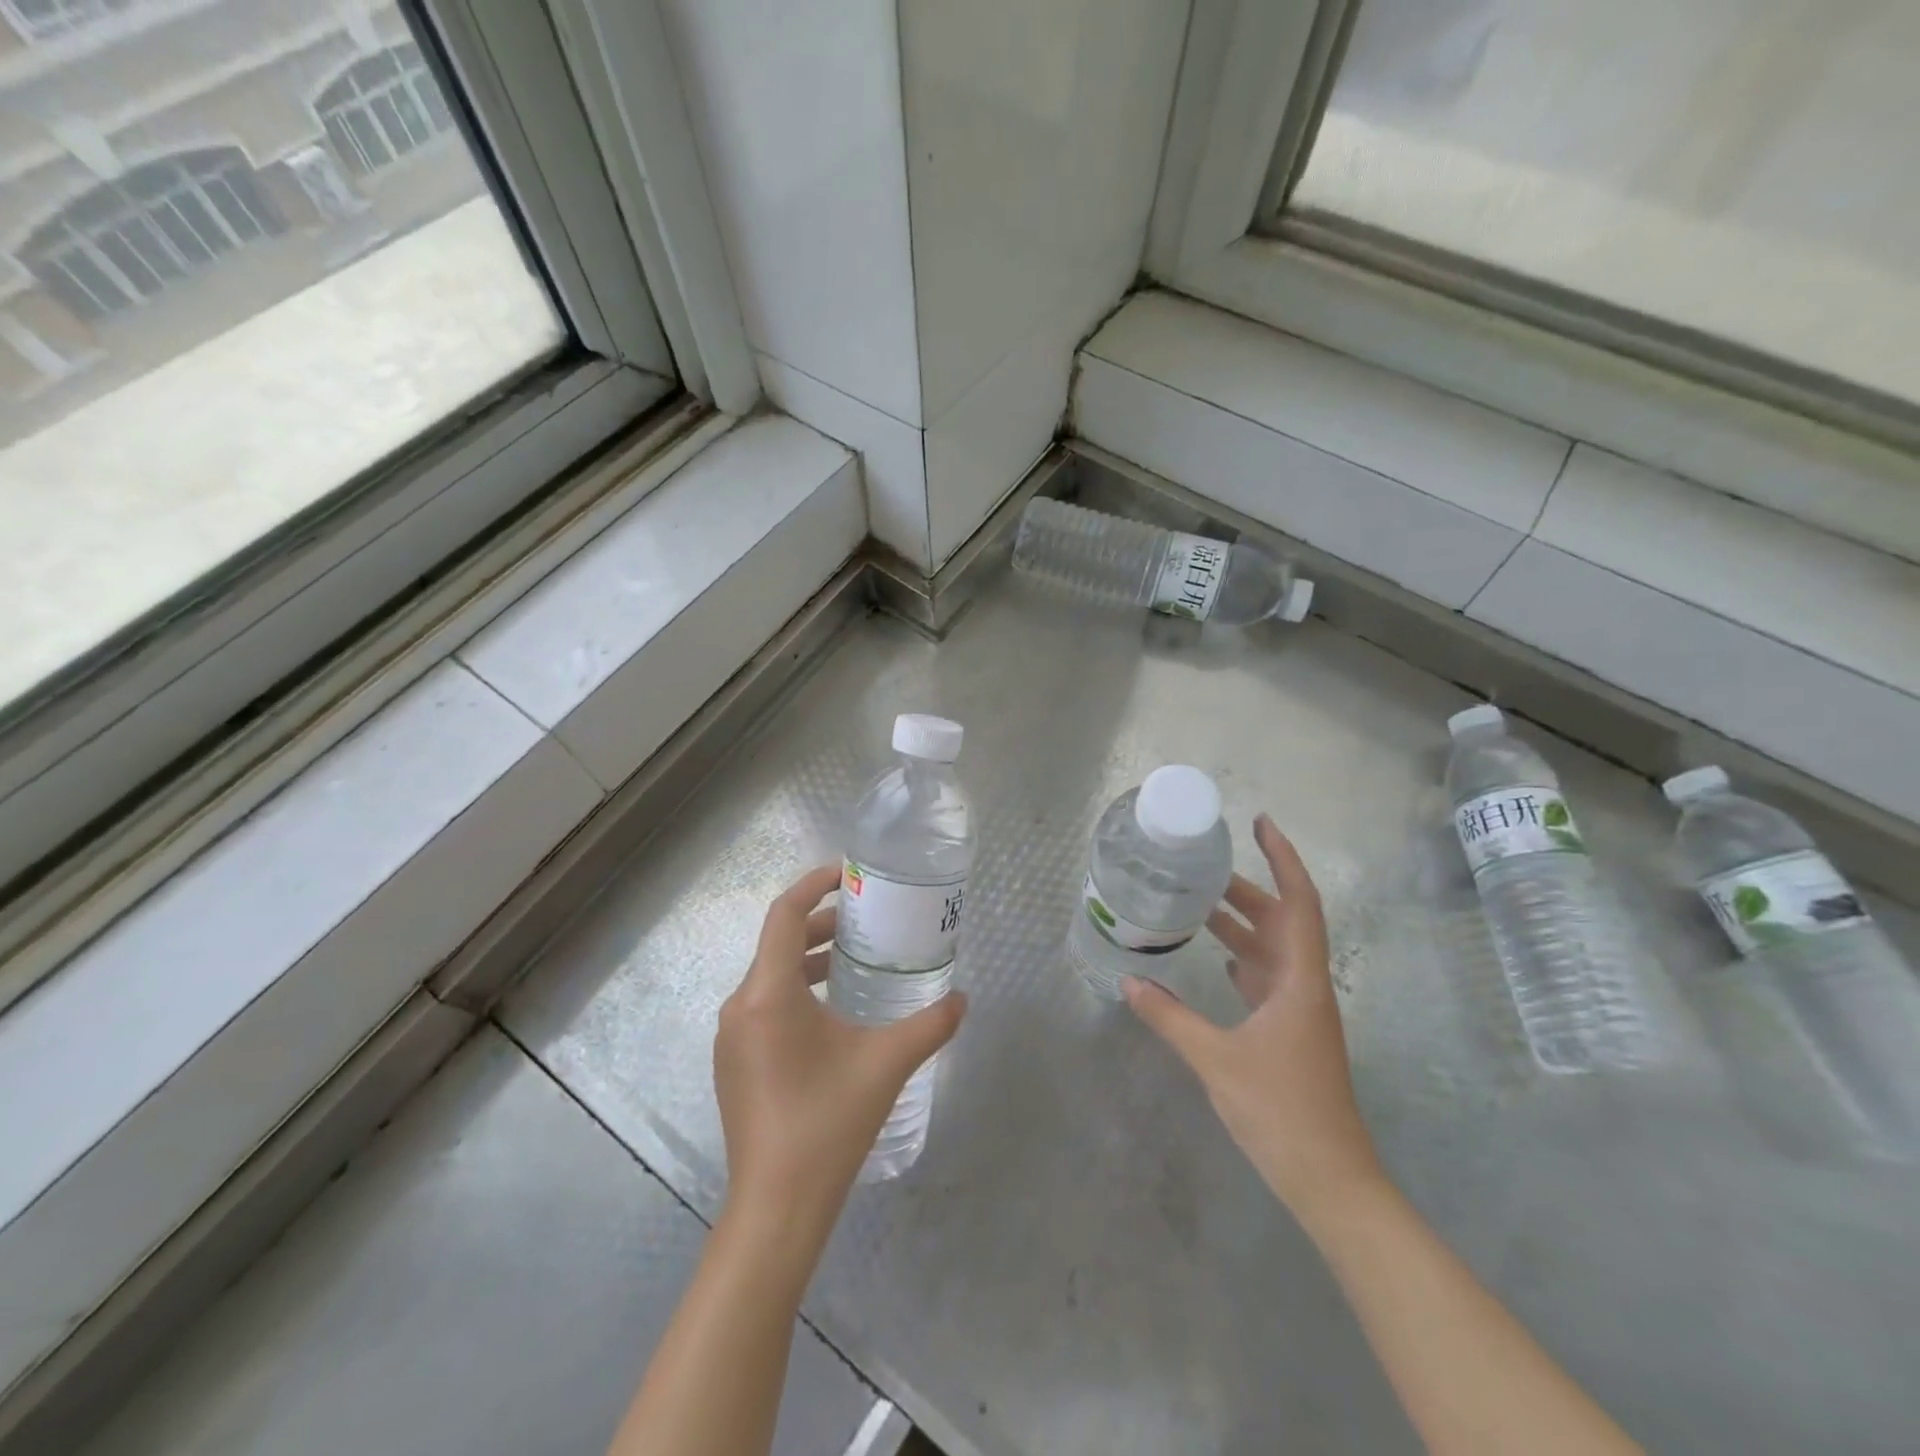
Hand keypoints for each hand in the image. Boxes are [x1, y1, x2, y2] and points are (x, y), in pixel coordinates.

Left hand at [715, 865, 967, 1238]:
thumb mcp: (887, 1064)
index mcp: (768, 994)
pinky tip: (831, 1012)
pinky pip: (763, 1005)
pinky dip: (795, 989)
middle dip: (820, 924)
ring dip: (808, 958)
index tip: (848, 875)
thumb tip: (962, 999)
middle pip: (777, 942)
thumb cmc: (828, 1123)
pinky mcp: (735, 1063)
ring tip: (852, 960)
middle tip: (864, 921)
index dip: (813, 885)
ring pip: (769, 975)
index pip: (783, 914)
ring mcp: (732, 1037)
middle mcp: (740, 1006)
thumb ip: (930, 1025)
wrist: (776, 1208)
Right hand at [1124, 815, 1381, 1219]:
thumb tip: (1127, 983)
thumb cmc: (1281, 1112)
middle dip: (1248, 888)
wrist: (1330, 1179)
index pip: (1299, 903)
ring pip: (1274, 949)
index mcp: (1300, 981)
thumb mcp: (1216, 1061)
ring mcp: (1300, 1010)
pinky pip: (1267, 977)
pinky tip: (1216, 956)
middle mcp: (1305, 986)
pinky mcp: (1291, 1031)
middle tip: (1204, 866)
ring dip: (1243, 923)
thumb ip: (1170, 1018)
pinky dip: (1243, 957)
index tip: (1261, 824)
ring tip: (1199, 902)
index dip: (1284, 859)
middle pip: (1283, 920)